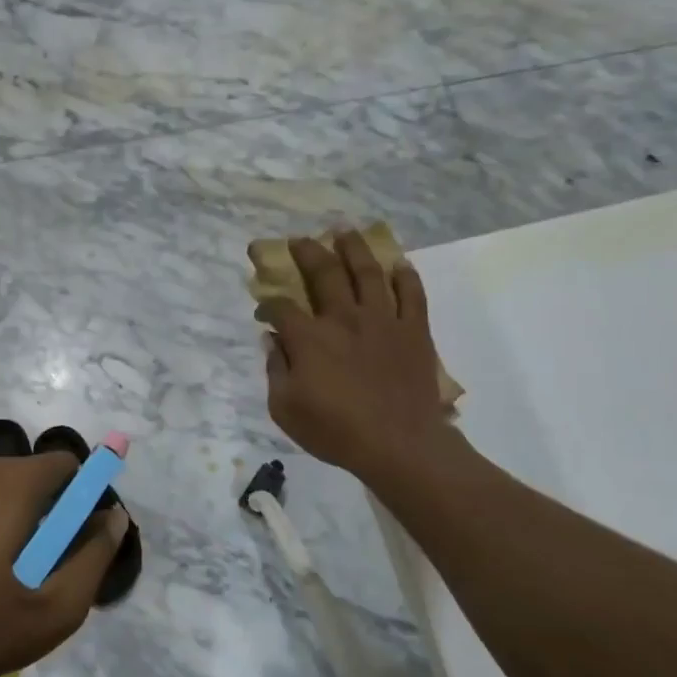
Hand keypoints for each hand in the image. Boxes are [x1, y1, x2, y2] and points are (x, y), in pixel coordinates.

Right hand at [256, 230, 457, 474]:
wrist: (399, 445)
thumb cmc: (335, 431)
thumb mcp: (285, 409)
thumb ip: (275, 369)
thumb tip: (272, 340)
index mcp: (309, 338)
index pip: (281, 306)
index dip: (268, 303)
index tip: (263, 308)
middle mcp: (343, 318)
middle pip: (323, 273)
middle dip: (307, 252)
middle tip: (299, 240)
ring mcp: (382, 320)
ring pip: (367, 272)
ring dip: (353, 248)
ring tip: (344, 231)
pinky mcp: (413, 330)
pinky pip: (411, 294)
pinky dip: (405, 276)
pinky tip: (398, 264)